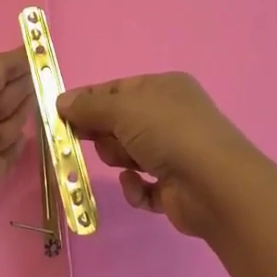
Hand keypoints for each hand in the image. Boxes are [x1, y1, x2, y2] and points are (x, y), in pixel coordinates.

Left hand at [0, 50, 34, 271]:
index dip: (17, 59)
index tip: (43, 49)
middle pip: (7, 92)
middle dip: (28, 81)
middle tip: (55, 73)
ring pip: (13, 119)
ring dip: (30, 108)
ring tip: (53, 98)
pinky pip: (13, 152)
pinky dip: (23, 142)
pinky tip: (34, 134)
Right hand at [58, 73, 258, 240]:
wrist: (215, 185)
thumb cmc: (168, 132)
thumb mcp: (123, 109)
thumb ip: (89, 106)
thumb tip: (60, 102)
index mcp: (164, 88)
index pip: (118, 89)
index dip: (89, 100)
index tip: (61, 114)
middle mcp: (172, 116)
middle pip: (121, 122)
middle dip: (104, 133)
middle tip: (86, 140)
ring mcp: (176, 152)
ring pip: (129, 153)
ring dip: (119, 158)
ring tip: (124, 163)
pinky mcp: (176, 188)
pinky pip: (143, 186)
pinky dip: (135, 187)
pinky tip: (137, 185)